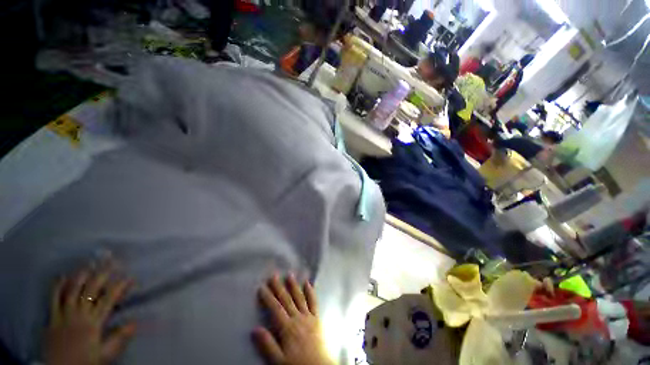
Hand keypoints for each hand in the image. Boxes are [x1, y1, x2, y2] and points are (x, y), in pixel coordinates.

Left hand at [43, 263, 135, 364]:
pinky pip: (54, 299)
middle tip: (112, 262)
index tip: (130, 278)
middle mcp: (79, 314)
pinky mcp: (52, 317)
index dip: (120, 286)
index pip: (109, 299)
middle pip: (90, 290)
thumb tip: (135, 321)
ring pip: (72, 290)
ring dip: (81, 276)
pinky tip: (62, 276)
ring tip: (89, 264)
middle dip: (102, 274)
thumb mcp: (105, 354)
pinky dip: (58, 286)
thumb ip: (119, 338)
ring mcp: (64, 314)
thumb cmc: (85, 361)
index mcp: (93, 323)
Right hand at [253, 274, 332, 364]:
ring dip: (294, 286)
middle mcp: (298, 318)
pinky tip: (308, 283)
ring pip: (299, 297)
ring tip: (289, 275)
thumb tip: (255, 329)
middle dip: (279, 287)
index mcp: (287, 328)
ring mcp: (308, 316)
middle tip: (274, 275)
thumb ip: (267, 344)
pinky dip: (311, 292)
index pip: (275, 309)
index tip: (262, 287)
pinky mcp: (317, 318)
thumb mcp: (278, 360)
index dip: (268, 297)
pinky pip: (314, 302)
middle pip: (286, 300)